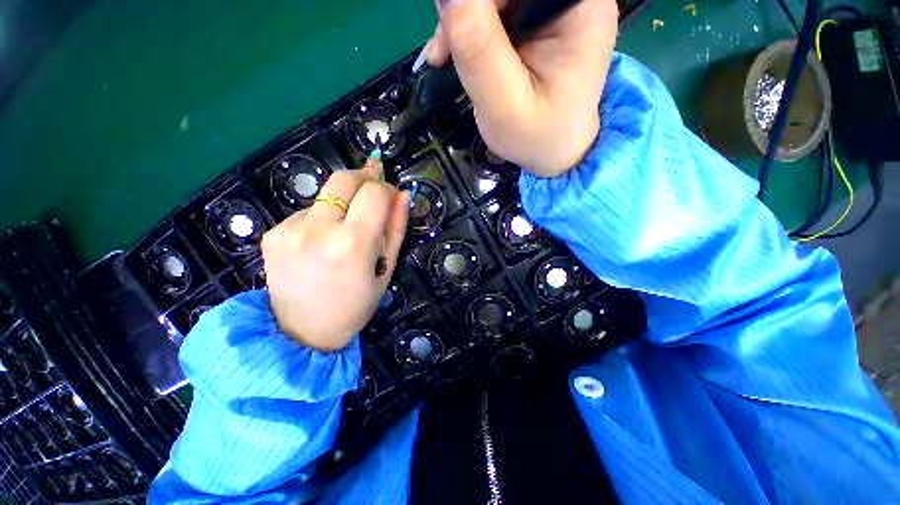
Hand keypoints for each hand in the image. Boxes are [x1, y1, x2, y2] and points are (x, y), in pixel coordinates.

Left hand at [262, 159, 408, 351]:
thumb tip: (402, 196)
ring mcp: (289, 229)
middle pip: (343, 179)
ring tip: (346, 231)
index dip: (387, 188)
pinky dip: (323, 219)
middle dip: (364, 178)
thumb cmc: (355, 306)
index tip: (391, 196)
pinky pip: (307, 212)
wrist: (302, 333)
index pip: (374, 192)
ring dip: (343, 203)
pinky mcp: (273, 233)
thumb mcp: (386, 269)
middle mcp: (318, 230)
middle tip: (374, 191)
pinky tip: (323, 244)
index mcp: (353, 243)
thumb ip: (396, 229)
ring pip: (326, 195)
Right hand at [426, 0, 617, 176]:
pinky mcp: (538, 21)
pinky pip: (496, 10)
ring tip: (446, 57)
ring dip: (465, 20)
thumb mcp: (504, 103)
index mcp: (580, 8)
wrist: (553, 153)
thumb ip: (478, 48)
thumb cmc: (536, 137)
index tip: (453, 27)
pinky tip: (456, 53)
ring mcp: (556, 8)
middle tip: (444, 50)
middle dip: (469, 10)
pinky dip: (471, 28)